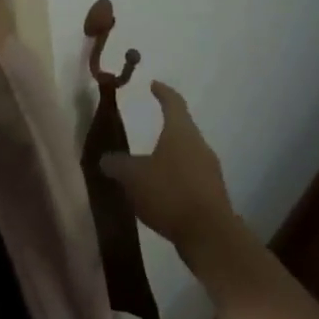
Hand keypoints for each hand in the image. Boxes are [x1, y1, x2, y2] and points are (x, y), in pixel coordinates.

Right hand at [103, 82, 239, 267]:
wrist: (209, 234)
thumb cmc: (169, 193)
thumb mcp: (133, 177)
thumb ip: (117, 165)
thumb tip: (106, 159)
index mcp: (181, 132)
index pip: (173, 103)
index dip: (163, 92)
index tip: (154, 85)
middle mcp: (199, 145)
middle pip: (182, 129)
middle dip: (165, 127)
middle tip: (148, 127)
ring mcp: (210, 171)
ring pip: (187, 155)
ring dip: (169, 156)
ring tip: (150, 164)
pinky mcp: (212, 194)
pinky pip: (190, 177)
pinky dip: (175, 178)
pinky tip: (161, 192)